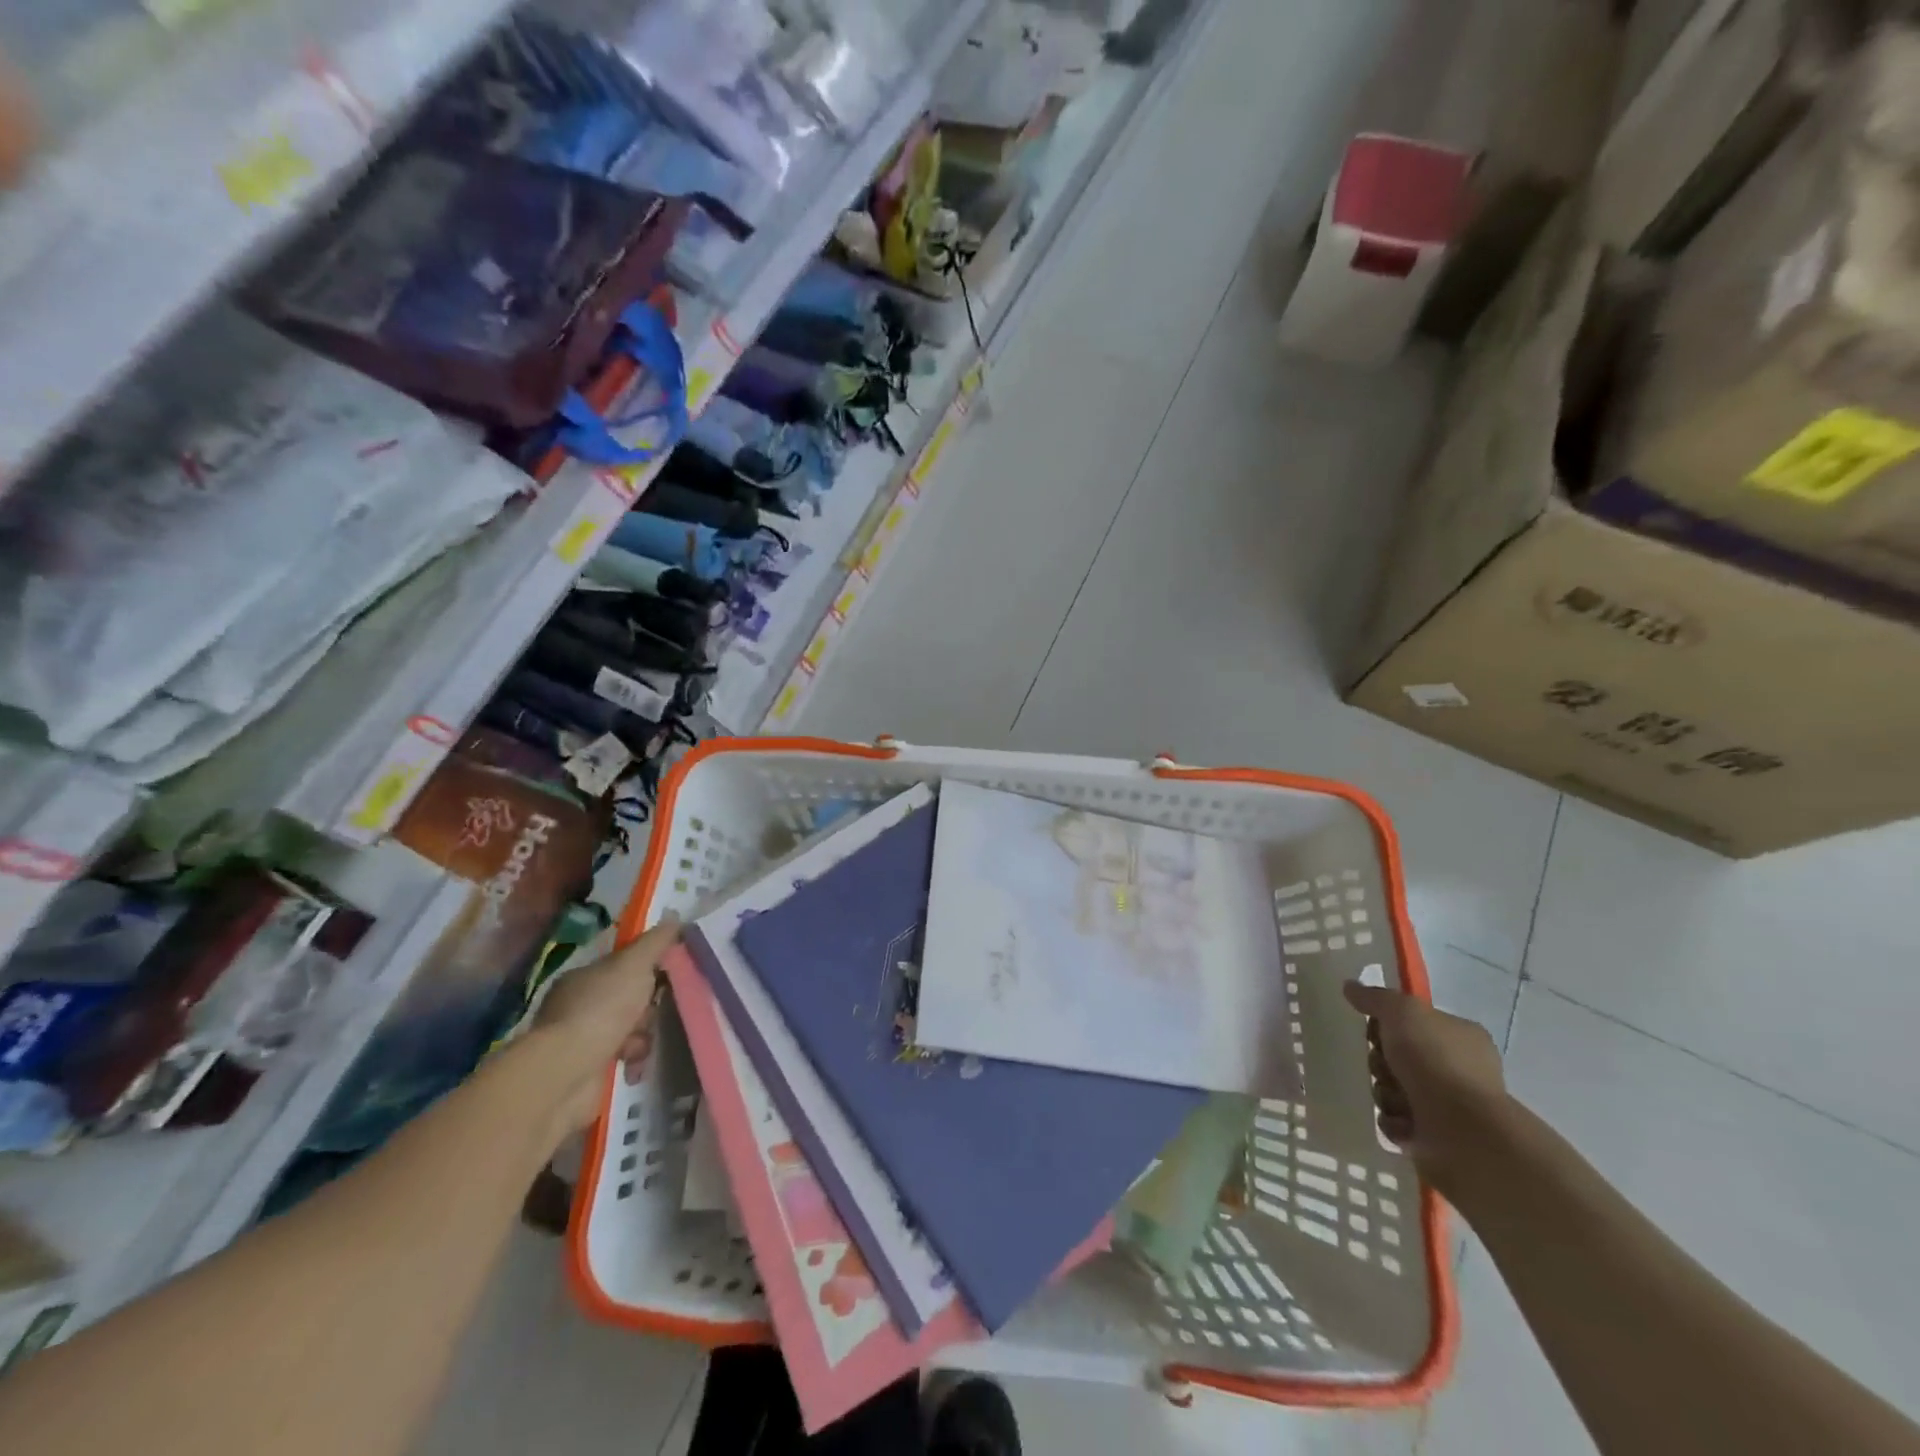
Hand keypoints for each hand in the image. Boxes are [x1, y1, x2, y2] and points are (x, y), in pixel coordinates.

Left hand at [535, 915, 679, 1132]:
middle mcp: (578, 1006)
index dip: (648, 969)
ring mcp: (580, 1040)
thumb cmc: (601, 1009)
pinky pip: (622, 1060)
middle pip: (628, 999)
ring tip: (641, 1046)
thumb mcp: (634, 965)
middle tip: (656, 1012)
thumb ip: (655, 942)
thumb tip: (674, 917)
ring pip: (628, 1031)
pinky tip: (635, 1065)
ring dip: (641, 1037)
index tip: (670, 974)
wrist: (567, 1071)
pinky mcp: (586, 1072)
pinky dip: (632, 1062)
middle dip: (647, 1008)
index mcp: (583, 978)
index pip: (622, 967)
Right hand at [1343, 981, 1507, 1192]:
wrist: (1462, 1132)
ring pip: (1393, 1088)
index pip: (1414, 1022)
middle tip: (1385, 1066)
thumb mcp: (1402, 1011)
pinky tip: (1402, 1122)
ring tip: (1396, 1100)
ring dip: (1385, 1092)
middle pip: (1398, 1056)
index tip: (1376, 1030)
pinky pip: (1396, 1121)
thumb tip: (1351, 987)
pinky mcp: (1436, 1136)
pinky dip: (1393, 1121)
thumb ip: (1375, 997)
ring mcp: (1450, 1105)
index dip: (1389, 1024)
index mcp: (1461, 1037)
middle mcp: (1459, 1069)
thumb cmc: (1436, 1061)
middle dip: (1382, 1062)